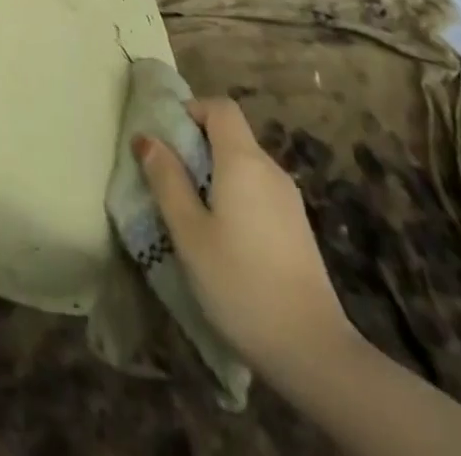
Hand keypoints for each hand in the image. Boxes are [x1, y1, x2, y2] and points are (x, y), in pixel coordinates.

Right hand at [135, 97, 354, 375]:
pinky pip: (258, 191)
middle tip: (168, 177)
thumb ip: (166, 179)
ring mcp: (289, 200)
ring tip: (190, 211)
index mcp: (244, 161)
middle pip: (231, 134)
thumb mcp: (189, 232)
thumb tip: (146, 137)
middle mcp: (270, 170)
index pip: (220, 107)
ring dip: (214, 173)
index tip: (166, 137)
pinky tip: (222, 237)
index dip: (191, 110)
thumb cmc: (241, 284)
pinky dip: (234, 195)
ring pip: (244, 165)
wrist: (314, 354)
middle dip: (196, 145)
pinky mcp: (297, 228)